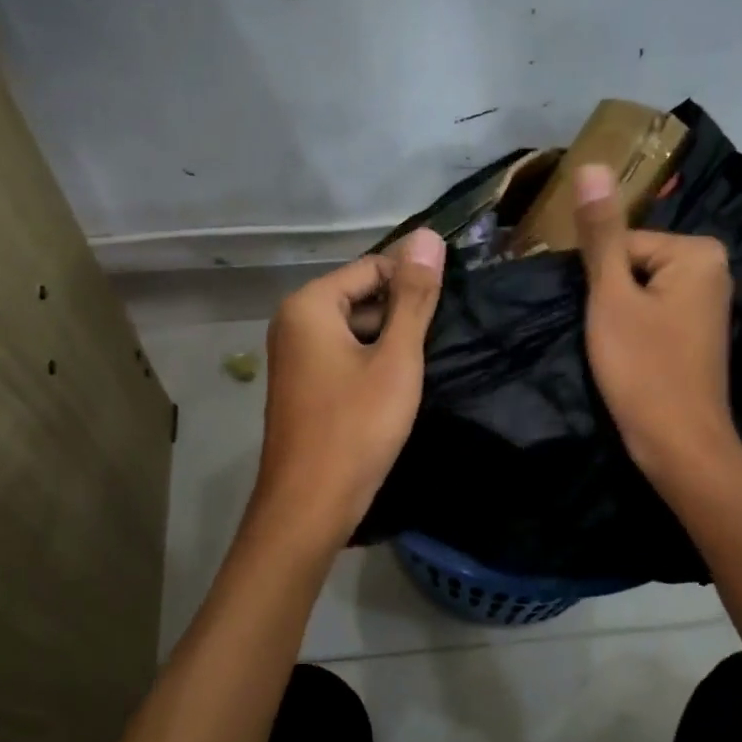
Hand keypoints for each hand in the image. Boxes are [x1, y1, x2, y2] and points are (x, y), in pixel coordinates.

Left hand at [248, 229, 445, 545]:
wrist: (309, 505)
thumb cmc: (356, 427)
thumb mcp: (396, 359)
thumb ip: (414, 298)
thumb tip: (428, 236)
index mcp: (308, 305)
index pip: (373, 267)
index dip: (413, 284)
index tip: (448, 313)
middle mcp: (293, 323)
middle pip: (361, 297)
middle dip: (400, 316)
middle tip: (435, 349)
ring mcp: (294, 358)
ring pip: (355, 331)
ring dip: (390, 344)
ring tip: (420, 371)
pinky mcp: (302, 387)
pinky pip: (344, 359)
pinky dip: (372, 366)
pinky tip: (395, 391)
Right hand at [575, 165, 741, 489]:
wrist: (680, 445)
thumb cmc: (643, 369)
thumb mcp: (611, 297)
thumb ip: (599, 234)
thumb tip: (590, 164)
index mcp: (698, 251)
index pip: (620, 245)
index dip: (597, 282)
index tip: (597, 319)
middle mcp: (713, 269)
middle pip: (632, 265)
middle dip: (608, 298)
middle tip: (605, 338)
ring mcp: (709, 304)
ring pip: (639, 293)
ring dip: (617, 318)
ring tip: (615, 352)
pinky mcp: (698, 335)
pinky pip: (654, 315)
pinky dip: (635, 333)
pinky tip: (630, 361)